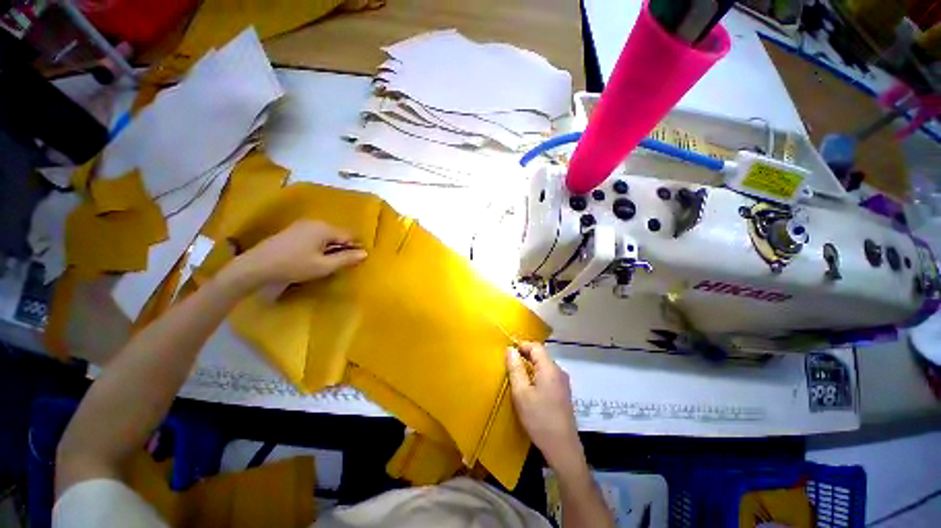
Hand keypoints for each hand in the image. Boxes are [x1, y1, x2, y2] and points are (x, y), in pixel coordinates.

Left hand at [228, 220, 367, 289]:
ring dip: (331, 248)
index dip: (355, 248)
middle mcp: (315, 222)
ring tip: (327, 263)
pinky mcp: (293, 231)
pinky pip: (315, 236)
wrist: (256, 266)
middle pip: (338, 234)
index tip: (355, 261)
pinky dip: (320, 246)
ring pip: (327, 236)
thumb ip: (346, 259)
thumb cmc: (294, 266)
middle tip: (340, 264)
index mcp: (324, 228)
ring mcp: (302, 225)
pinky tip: (314, 258)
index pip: (349, 236)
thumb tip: (365, 253)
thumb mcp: (324, 266)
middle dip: (342, 248)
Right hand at [506, 342, 585, 475]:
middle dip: (525, 355)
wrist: (562, 448)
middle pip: (541, 355)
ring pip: (545, 366)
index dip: (522, 345)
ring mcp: (563, 383)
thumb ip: (515, 368)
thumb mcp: (521, 393)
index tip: (509, 350)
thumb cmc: (539, 418)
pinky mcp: (564, 393)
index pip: (536, 346)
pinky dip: (537, 375)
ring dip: (531, 365)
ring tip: (517, 374)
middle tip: (510, 363)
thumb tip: (511, 349)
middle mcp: (559, 372)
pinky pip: (548, 376)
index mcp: (549, 368)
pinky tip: (529, 387)